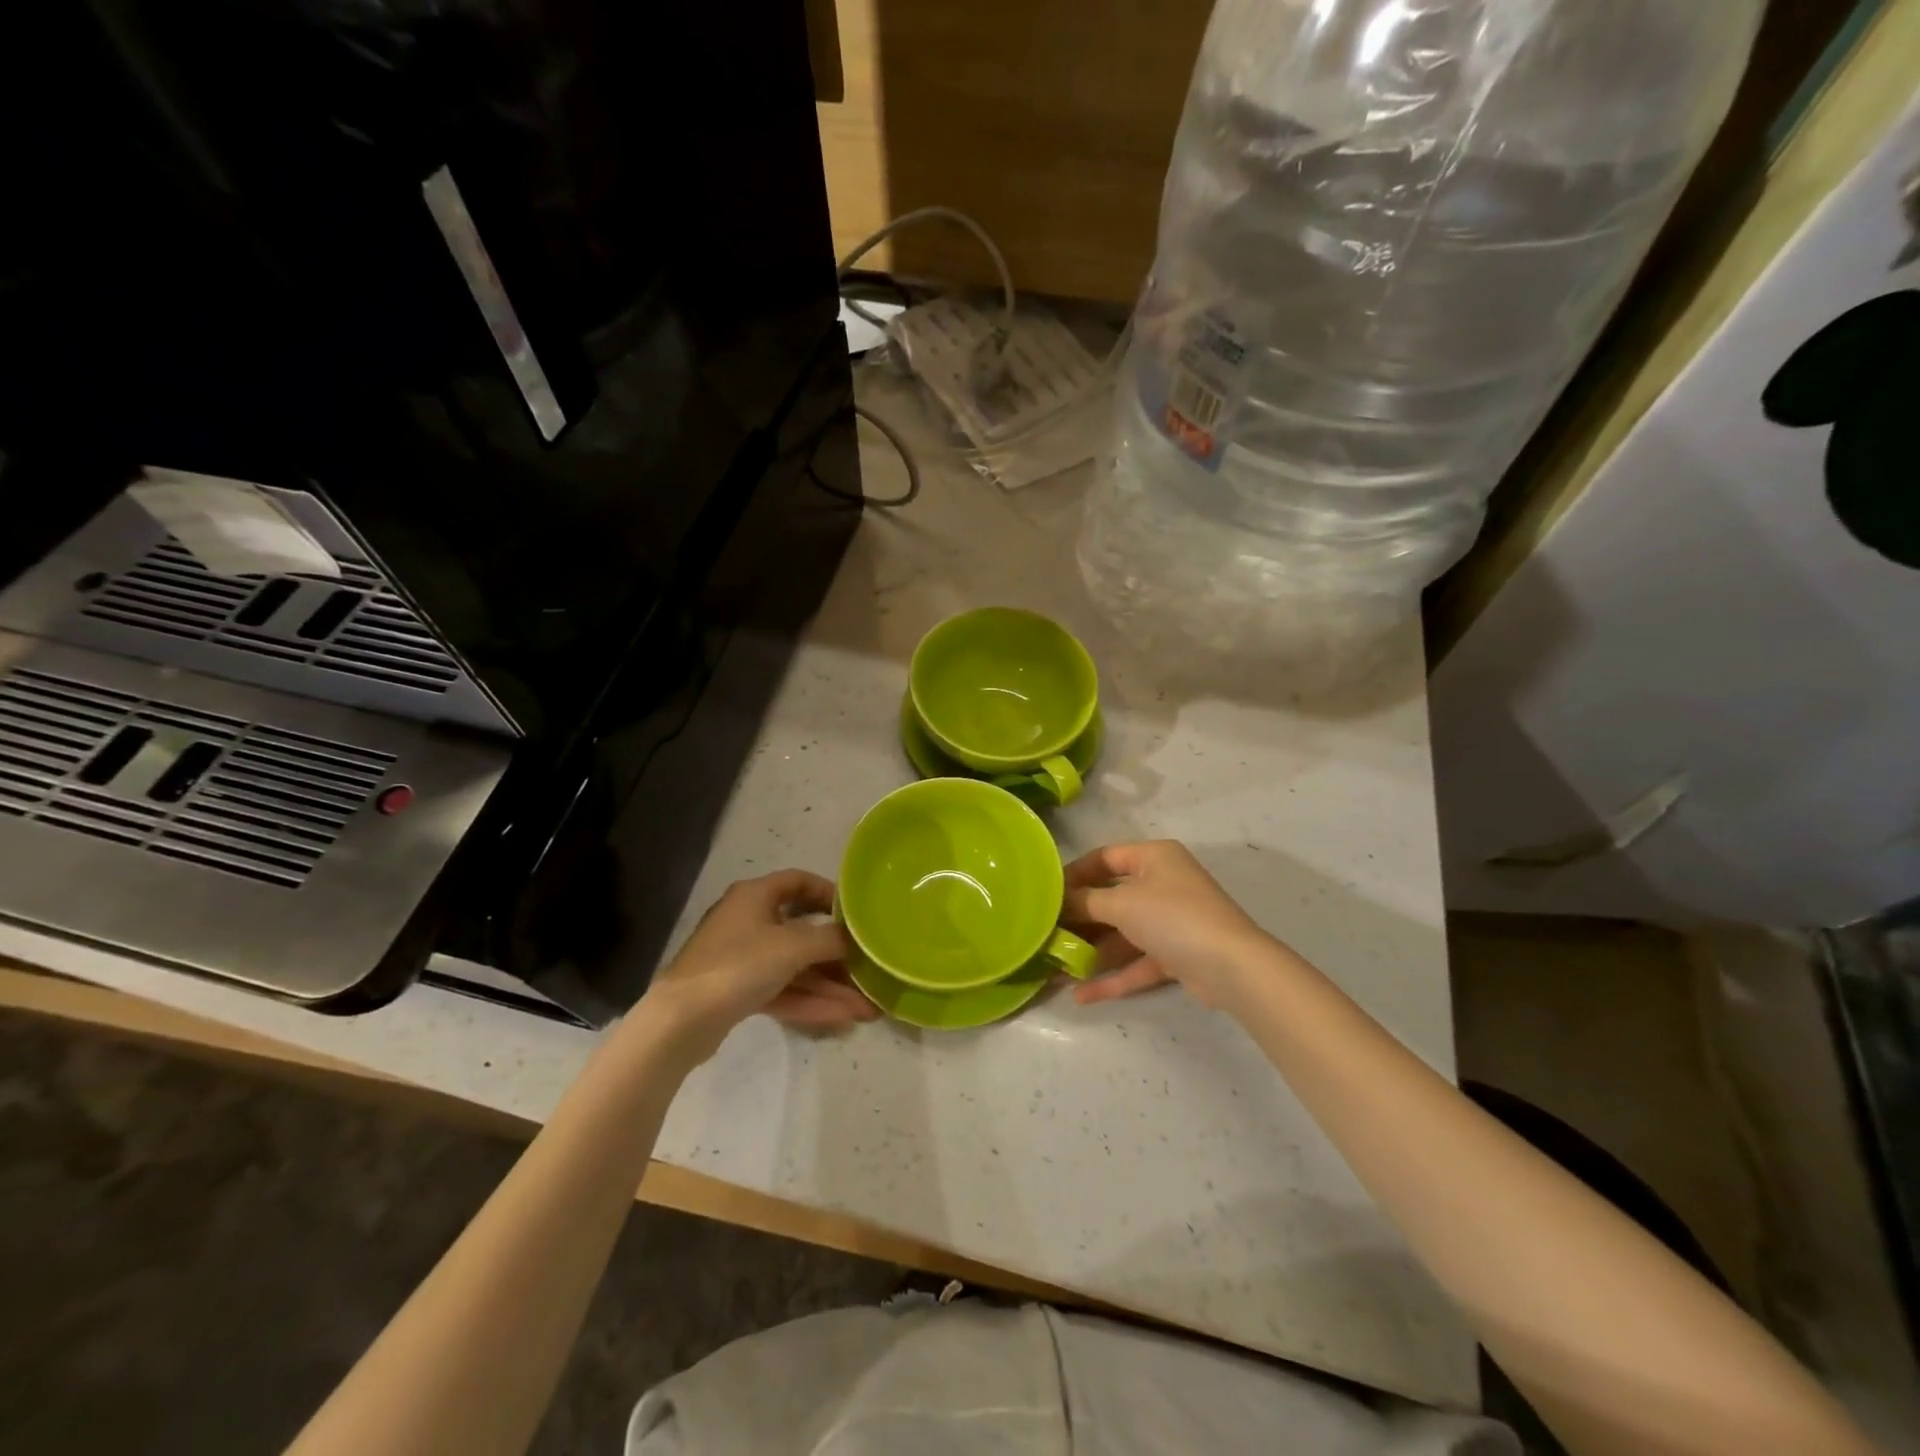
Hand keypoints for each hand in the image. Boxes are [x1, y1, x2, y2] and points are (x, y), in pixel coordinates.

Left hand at [642, 870, 877, 1057]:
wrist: (681, 1021)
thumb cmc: (739, 965)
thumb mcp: (793, 946)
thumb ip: (830, 939)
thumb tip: (856, 938)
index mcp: (756, 895)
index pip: (799, 881)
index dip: (829, 893)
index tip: (856, 912)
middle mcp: (749, 921)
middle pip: (803, 932)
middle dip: (838, 956)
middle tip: (869, 971)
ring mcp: (743, 958)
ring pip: (796, 967)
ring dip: (830, 986)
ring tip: (867, 1008)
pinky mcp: (738, 991)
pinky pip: (783, 989)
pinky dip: (810, 1001)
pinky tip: (842, 1018)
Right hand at [1062, 841, 1276, 1010]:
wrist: (1232, 967)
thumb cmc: (1173, 917)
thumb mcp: (1121, 903)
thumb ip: (1085, 901)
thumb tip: (1057, 900)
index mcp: (1153, 857)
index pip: (1104, 857)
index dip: (1074, 873)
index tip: (1045, 893)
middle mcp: (1162, 883)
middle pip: (1110, 897)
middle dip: (1078, 918)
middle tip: (1045, 933)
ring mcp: (1170, 921)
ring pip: (1122, 933)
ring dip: (1091, 951)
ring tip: (1055, 968)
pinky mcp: (1175, 955)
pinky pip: (1137, 961)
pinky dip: (1113, 976)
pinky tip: (1081, 995)